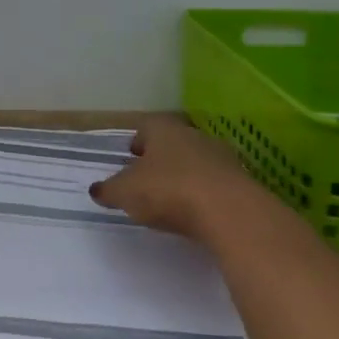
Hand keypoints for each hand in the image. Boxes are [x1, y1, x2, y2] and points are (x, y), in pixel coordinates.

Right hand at [87, 116, 267, 242]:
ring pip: (196, 161)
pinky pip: (215, 183)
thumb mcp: (125, 193)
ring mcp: (221, 156)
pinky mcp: (241, 181)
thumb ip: (109, 190)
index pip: (146, 126)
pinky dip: (204, 193)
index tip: (130, 158)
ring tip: (172, 199)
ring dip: (184, 175)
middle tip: (148, 179)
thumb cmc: (168, 191)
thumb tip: (97, 189)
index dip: (136, 141)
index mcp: (163, 129)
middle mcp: (193, 135)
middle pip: (173, 142)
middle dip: (160, 158)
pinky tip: (196, 212)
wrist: (229, 211)